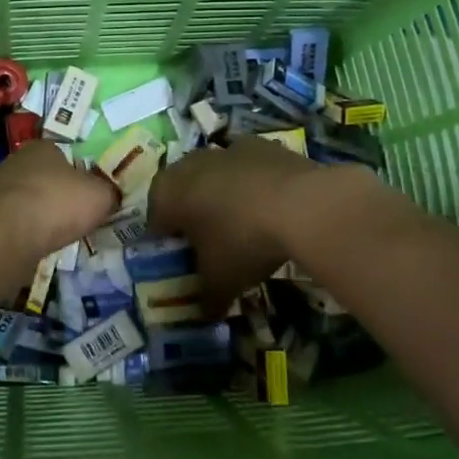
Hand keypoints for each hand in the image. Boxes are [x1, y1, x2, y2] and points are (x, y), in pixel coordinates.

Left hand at [0, 140, 118, 263]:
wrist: (6, 236)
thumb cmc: (56, 204)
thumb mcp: (100, 195)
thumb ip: (110, 192)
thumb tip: (112, 195)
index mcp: (43, 147)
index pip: (67, 154)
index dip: (82, 173)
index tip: (92, 193)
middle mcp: (18, 161)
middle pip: (47, 177)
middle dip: (62, 195)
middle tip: (80, 215)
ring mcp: (0, 189)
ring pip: (31, 200)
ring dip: (44, 215)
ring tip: (62, 234)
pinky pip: (18, 222)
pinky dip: (30, 232)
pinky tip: (40, 244)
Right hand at [148, 138, 328, 304]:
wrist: (302, 204)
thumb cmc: (242, 241)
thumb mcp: (220, 281)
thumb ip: (206, 299)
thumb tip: (206, 314)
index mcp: (167, 193)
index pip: (155, 222)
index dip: (168, 245)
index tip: (185, 265)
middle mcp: (189, 164)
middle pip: (183, 194)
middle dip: (193, 217)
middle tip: (212, 247)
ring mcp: (226, 149)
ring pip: (216, 177)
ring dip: (223, 198)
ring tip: (244, 229)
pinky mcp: (262, 145)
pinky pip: (248, 170)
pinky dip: (253, 186)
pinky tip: (272, 211)